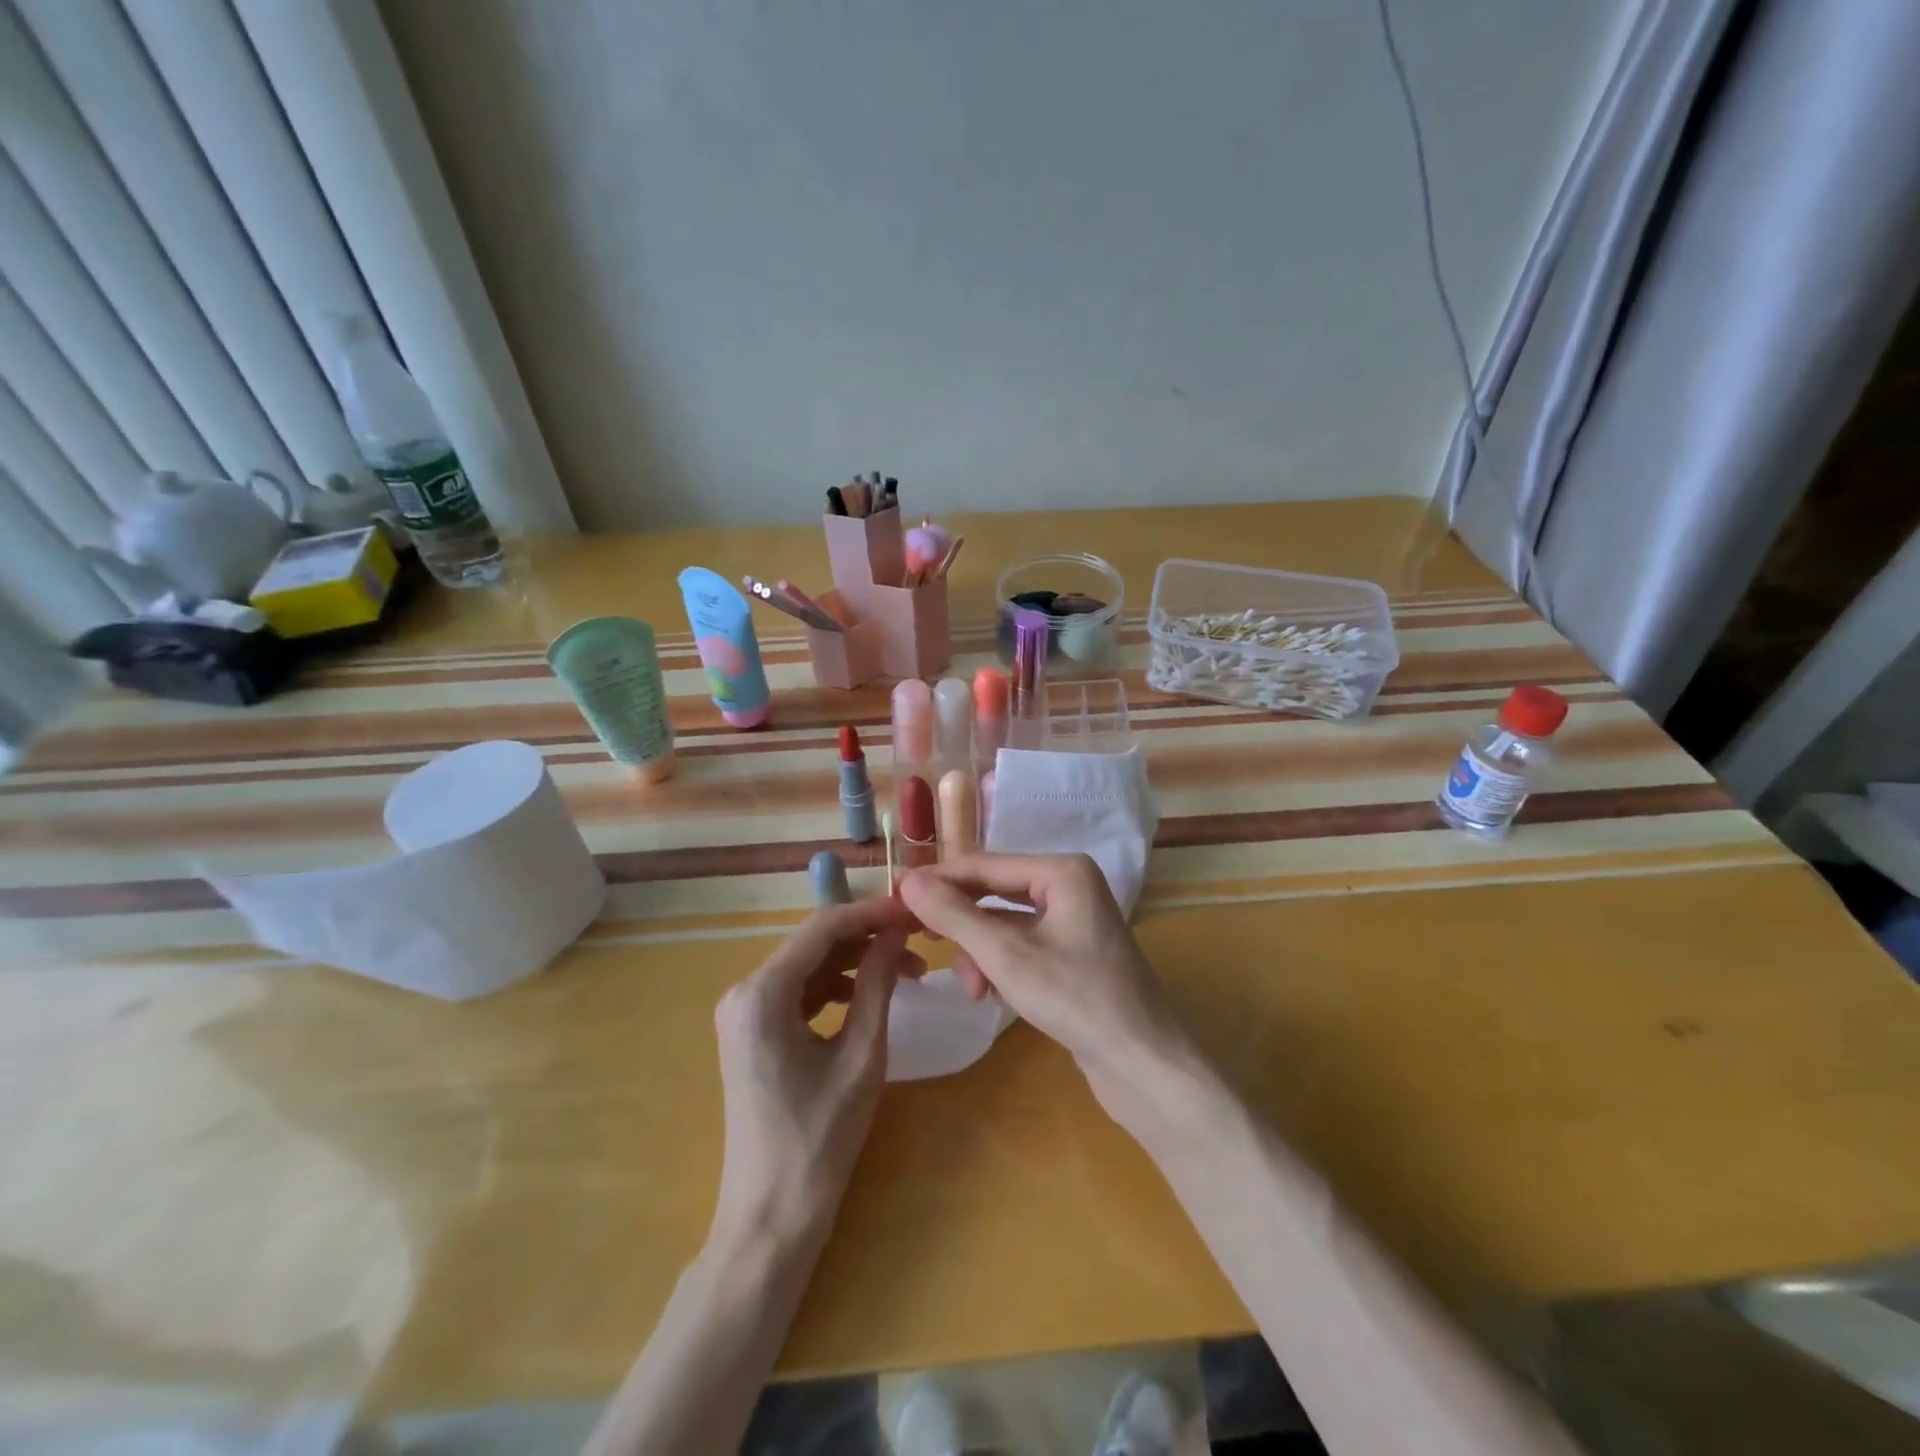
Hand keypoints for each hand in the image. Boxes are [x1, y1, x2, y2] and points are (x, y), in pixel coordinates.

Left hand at [710, 898, 923, 1247]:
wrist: (771, 1219)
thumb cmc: (819, 1140)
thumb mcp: (860, 1056)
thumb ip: (878, 984)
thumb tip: (896, 932)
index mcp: (762, 993)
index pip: (823, 928)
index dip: (872, 913)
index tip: (916, 910)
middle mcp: (743, 992)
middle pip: (813, 943)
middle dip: (867, 937)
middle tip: (919, 940)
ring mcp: (744, 1013)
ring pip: (808, 965)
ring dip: (855, 962)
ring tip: (908, 971)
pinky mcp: (752, 1033)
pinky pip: (798, 992)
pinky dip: (835, 988)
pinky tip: (869, 996)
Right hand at [899, 853, 1196, 1125]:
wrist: (1144, 1064)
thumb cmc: (1076, 999)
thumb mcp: (1006, 956)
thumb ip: (954, 915)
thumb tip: (907, 881)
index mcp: (1061, 870)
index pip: (983, 865)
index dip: (937, 881)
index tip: (894, 898)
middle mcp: (1069, 885)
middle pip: (994, 893)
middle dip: (962, 925)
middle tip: (923, 944)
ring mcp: (1073, 920)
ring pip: (1005, 924)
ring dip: (981, 953)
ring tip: (973, 989)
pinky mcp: (1073, 953)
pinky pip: (1022, 946)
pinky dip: (1002, 966)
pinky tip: (992, 995)